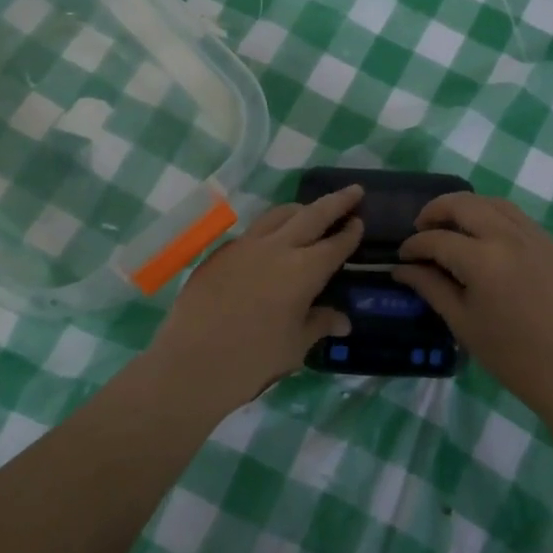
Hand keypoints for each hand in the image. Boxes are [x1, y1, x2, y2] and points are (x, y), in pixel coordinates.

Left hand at [146, 185, 365, 412]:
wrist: (192, 362)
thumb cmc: (253, 360)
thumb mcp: (295, 346)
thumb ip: (320, 324)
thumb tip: (342, 321)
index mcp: (304, 270)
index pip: (335, 244)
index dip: (350, 233)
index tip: (360, 222)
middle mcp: (277, 248)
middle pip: (311, 215)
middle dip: (335, 202)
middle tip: (353, 190)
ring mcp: (244, 245)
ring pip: (278, 215)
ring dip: (299, 209)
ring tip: (309, 211)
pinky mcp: (220, 252)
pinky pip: (252, 231)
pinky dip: (270, 229)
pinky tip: (269, 244)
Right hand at [393, 192, 552, 412]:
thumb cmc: (510, 354)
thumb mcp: (462, 322)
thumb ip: (430, 287)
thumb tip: (402, 268)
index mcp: (482, 259)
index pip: (437, 239)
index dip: (414, 245)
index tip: (403, 256)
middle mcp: (508, 236)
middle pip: (464, 204)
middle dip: (436, 211)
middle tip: (423, 228)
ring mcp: (535, 236)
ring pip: (493, 203)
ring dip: (467, 207)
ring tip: (453, 225)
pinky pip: (518, 218)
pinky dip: (495, 217)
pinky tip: (487, 238)